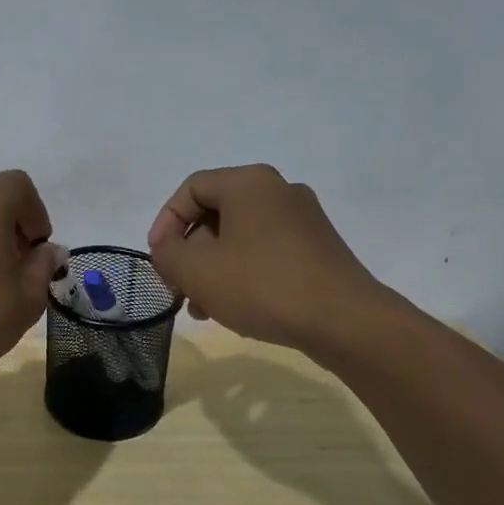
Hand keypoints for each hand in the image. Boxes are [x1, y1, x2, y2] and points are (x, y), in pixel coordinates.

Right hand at [145, 164, 398, 360]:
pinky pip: (266, 252)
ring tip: (202, 307)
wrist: (345, 321)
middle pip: (216, 214)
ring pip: (240, 237)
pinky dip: (242, 273)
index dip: (165, 222)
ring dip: (213, 268)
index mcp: (249, 183)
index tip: (157, 258)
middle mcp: (279, 191)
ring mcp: (304, 219)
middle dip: (189, 252)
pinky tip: (235, 308)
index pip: (191, 189)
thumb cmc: (262, 286)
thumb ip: (167, 254)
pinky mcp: (318, 248)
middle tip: (178, 286)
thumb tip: (168, 249)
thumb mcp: (196, 271)